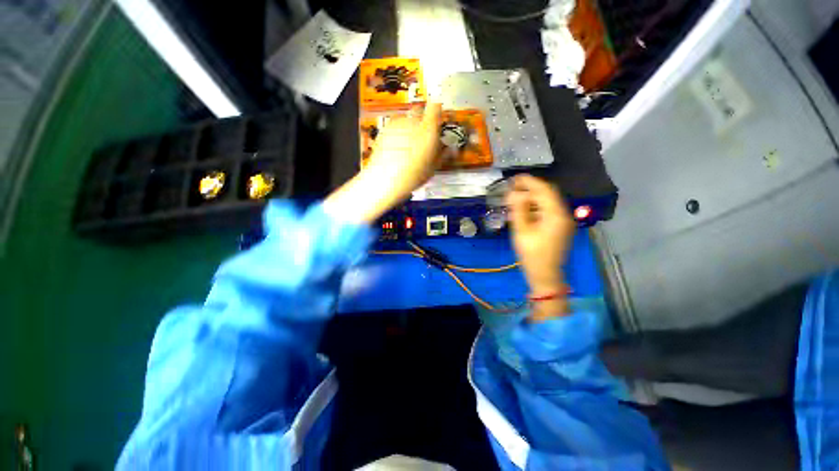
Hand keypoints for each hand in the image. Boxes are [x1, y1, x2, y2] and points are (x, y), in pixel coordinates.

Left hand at [324, 102, 443, 222]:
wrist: (383, 179)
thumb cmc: (412, 174)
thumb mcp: (434, 166)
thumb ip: (442, 152)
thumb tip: (447, 147)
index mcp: (428, 128)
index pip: (436, 107)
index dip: (438, 110)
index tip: (439, 117)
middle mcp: (412, 121)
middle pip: (420, 112)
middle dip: (423, 121)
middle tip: (425, 136)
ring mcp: (396, 124)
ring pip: (407, 120)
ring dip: (410, 127)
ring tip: (410, 145)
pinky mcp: (385, 129)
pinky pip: (396, 126)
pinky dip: (399, 132)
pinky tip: (398, 147)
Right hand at [506, 175, 575, 320]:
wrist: (547, 278)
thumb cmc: (533, 257)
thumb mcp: (522, 232)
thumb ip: (518, 209)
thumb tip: (514, 193)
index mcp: (556, 214)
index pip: (543, 189)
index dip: (528, 181)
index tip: (513, 179)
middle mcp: (564, 214)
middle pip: (548, 193)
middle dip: (531, 188)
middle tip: (514, 189)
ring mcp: (565, 221)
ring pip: (550, 201)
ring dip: (535, 198)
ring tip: (517, 200)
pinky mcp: (562, 228)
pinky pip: (551, 210)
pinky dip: (539, 207)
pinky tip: (527, 211)